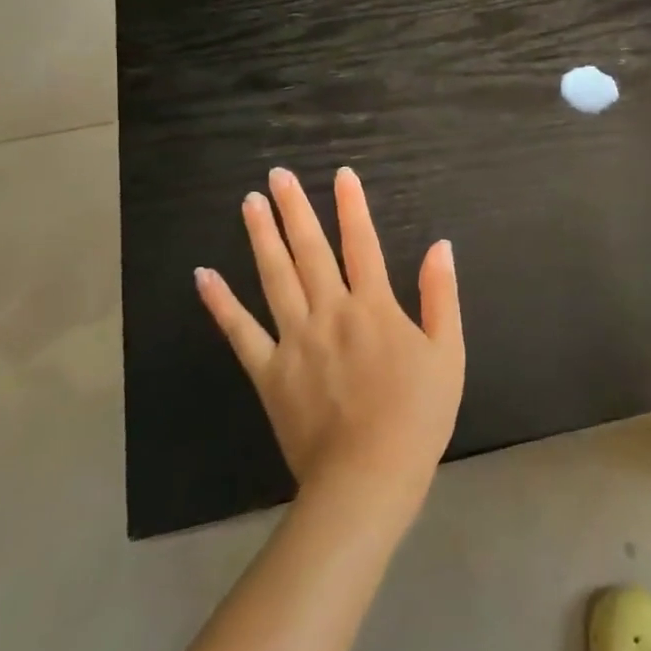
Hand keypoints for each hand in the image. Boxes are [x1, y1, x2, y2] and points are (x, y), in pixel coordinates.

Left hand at [196, 166, 464, 511]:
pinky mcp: (268, 371)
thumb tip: (440, 247)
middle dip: (296, 210)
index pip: (362, 244)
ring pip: (274, 278)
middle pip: (310, 251)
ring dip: (262, 238)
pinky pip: (240, 332)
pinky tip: (204, 276)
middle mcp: (330, 312)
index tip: (341, 175)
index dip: (352, 207)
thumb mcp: (447, 352)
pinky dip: (220, 303)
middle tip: (278, 176)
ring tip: (249, 204)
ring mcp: (294, 340)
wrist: (369, 474)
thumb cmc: (417, 415)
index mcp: (374, 307)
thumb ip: (440, 296)